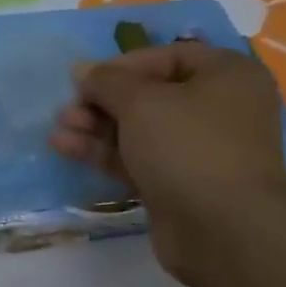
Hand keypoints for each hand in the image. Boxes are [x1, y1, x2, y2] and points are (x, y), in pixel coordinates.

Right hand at [49, 41, 285, 282]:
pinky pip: (138, 159)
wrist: (223, 230)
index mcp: (227, 76)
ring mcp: (200, 151)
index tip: (86, 79)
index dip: (123, 65)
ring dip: (97, 128)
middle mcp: (219, 109)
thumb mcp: (141, 102)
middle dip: (103, 102)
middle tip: (67, 110)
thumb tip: (83, 69)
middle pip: (150, 96)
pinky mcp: (180, 185)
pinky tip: (66, 149)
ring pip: (140, 130)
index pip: (168, 57)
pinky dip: (105, 153)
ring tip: (58, 132)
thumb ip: (107, 81)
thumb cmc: (188, 146)